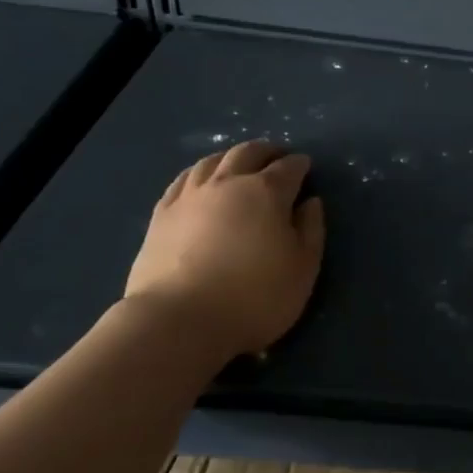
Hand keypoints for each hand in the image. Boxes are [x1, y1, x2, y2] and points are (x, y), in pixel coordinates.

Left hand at [123, 140, 325, 358]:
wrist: (179, 321)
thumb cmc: (254, 297)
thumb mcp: (303, 268)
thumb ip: (311, 230)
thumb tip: (310, 202)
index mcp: (266, 192)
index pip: (289, 168)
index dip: (300, 165)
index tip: (306, 166)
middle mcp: (228, 183)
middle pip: (248, 153)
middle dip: (267, 151)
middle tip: (276, 157)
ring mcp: (190, 196)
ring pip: (212, 161)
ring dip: (231, 157)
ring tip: (239, 164)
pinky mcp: (161, 215)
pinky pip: (183, 180)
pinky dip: (199, 173)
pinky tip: (200, 181)